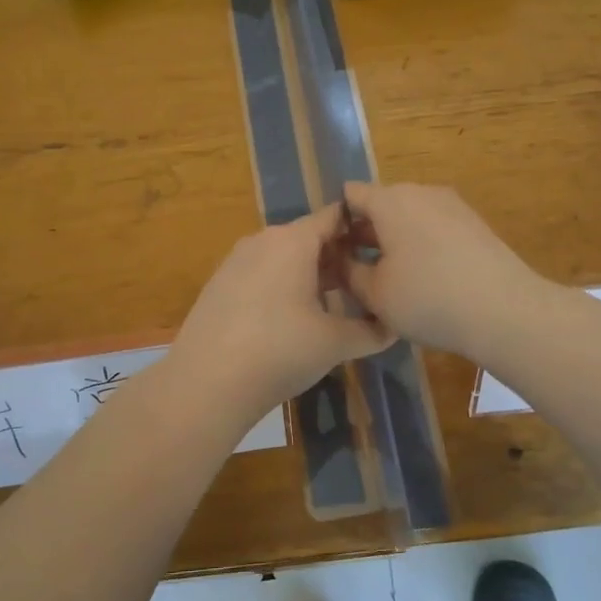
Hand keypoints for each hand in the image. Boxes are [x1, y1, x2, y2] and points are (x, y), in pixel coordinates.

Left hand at [169, 204, 391, 424]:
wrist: (206, 383)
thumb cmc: (280, 351)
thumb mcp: (335, 343)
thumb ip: (371, 331)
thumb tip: (394, 327)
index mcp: (293, 240)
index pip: (335, 217)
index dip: (362, 230)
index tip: (383, 251)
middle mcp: (262, 240)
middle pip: (309, 238)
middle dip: (338, 259)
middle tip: (366, 286)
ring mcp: (235, 262)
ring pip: (284, 257)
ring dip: (311, 275)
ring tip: (334, 307)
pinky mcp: (219, 285)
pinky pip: (262, 274)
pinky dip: (283, 287)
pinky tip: (293, 321)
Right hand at [340, 181, 544, 359]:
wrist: (505, 311)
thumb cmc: (428, 299)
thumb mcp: (375, 293)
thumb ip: (348, 272)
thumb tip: (338, 260)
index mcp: (390, 200)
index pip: (350, 195)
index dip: (335, 221)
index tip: (330, 252)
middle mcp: (421, 192)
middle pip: (381, 205)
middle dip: (364, 233)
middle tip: (352, 270)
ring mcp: (452, 205)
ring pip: (408, 217)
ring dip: (393, 241)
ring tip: (387, 278)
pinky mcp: (474, 224)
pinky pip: (433, 227)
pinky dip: (420, 245)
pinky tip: (423, 279)